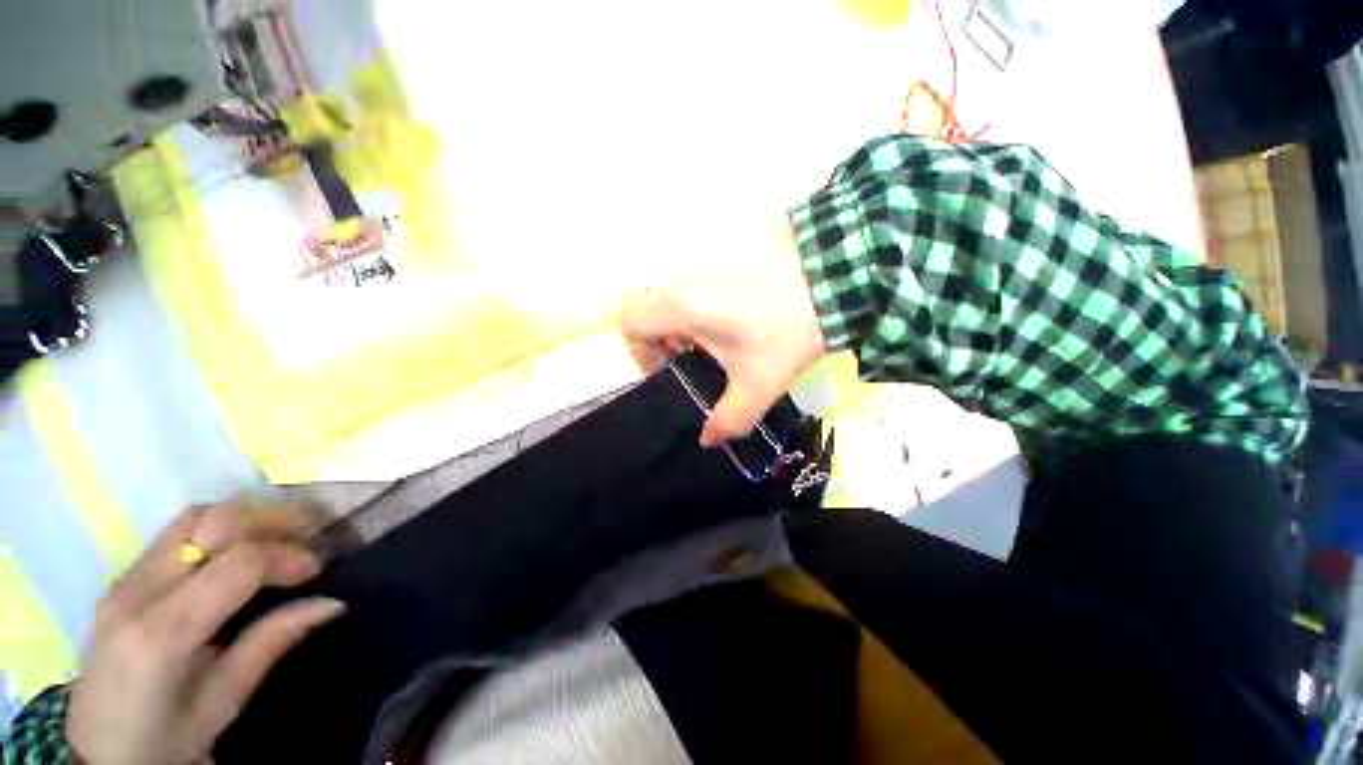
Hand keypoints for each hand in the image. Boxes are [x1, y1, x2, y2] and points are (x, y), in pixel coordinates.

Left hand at [67, 502, 344, 764]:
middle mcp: (140, 586)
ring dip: (236, 513)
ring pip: (185, 518)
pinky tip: (231, 546)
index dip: (281, 557)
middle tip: (313, 523)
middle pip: (204, 522)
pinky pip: (170, 536)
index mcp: (164, 634)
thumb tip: (319, 612)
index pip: (230, 568)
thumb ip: (260, 656)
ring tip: (279, 525)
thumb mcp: (216, 714)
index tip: (324, 567)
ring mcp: (126, 573)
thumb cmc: (164, 744)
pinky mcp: (123, 575)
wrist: (108, 735)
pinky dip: (210, 529)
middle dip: (264, 515)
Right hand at [621, 220, 827, 445]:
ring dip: (693, 312)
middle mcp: (681, 271)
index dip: (640, 347)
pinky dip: (714, 290)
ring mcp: (706, 250)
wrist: (834, 268)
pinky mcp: (731, 238)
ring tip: (733, 333)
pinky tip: (751, 306)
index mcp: (677, 303)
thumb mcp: (761, 382)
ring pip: (680, 285)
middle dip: (669, 332)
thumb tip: (707, 440)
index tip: (672, 364)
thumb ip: (730, 417)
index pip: (627, 319)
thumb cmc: (787, 328)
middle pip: (653, 303)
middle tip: (703, 354)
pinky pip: (706, 270)